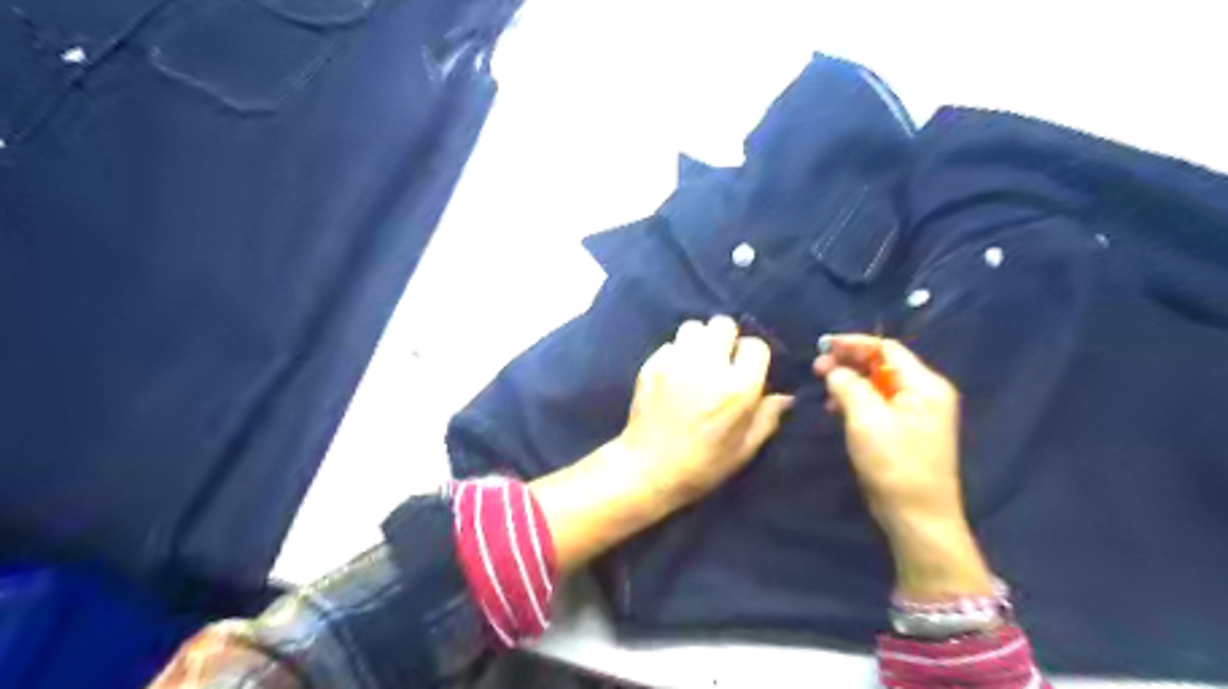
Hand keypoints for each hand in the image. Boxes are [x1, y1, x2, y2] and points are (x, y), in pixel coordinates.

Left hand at [532, 316, 792, 571]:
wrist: (648, 469)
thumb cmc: (702, 465)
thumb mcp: (744, 449)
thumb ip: (767, 418)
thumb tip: (784, 397)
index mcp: (738, 387)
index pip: (755, 345)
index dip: (753, 356)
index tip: (747, 370)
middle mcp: (709, 366)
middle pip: (723, 324)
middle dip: (726, 339)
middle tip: (722, 360)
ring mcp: (677, 362)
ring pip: (694, 327)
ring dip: (700, 340)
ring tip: (698, 361)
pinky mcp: (652, 364)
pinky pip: (670, 344)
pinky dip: (676, 353)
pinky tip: (675, 373)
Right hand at [813, 333, 984, 597]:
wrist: (918, 517)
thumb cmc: (894, 465)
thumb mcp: (866, 419)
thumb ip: (849, 386)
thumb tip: (835, 370)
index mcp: (924, 385)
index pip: (887, 349)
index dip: (853, 343)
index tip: (822, 346)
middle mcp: (926, 393)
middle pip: (883, 365)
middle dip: (849, 362)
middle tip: (817, 367)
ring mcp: (918, 413)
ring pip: (879, 384)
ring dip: (851, 381)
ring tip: (823, 386)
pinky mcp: (908, 431)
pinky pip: (880, 403)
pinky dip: (858, 400)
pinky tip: (837, 407)